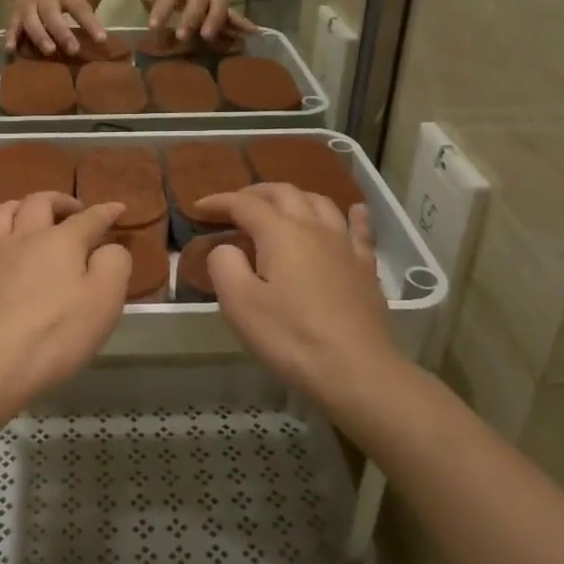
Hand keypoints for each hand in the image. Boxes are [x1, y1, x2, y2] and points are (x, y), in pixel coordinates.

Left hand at [0, 192, 130, 404]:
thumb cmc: (55, 335)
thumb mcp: (104, 303)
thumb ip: (114, 266)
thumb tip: (109, 247)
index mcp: (62, 241)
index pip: (90, 218)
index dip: (106, 212)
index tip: (117, 208)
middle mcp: (24, 234)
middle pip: (41, 202)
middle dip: (60, 201)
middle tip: (72, 211)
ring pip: (4, 210)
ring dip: (21, 206)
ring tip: (29, 216)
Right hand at [7, 0, 106, 55]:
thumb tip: (96, 10)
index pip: (79, 7)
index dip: (90, 23)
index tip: (101, 39)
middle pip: (52, 15)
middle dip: (62, 33)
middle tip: (73, 50)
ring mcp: (28, 7)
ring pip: (31, 21)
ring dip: (40, 36)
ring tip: (49, 51)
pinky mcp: (15, 15)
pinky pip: (12, 26)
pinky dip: (11, 37)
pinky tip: (11, 50)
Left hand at [141, 0, 256, 43]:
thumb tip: (152, 8)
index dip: (162, 8)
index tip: (153, 26)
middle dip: (191, 17)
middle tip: (182, 36)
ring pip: (219, 6)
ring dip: (214, 21)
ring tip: (208, 36)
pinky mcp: (226, 10)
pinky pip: (234, 17)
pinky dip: (242, 24)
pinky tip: (253, 32)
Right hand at [193, 184, 395, 393]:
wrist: (356, 370)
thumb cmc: (290, 337)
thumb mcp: (239, 304)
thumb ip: (224, 265)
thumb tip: (227, 247)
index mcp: (280, 233)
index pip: (244, 204)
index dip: (219, 202)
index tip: (198, 208)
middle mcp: (314, 228)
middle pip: (283, 193)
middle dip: (255, 193)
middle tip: (235, 205)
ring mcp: (344, 246)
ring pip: (319, 203)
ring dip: (295, 198)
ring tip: (280, 206)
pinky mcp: (365, 268)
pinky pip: (359, 230)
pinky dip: (352, 215)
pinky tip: (354, 211)